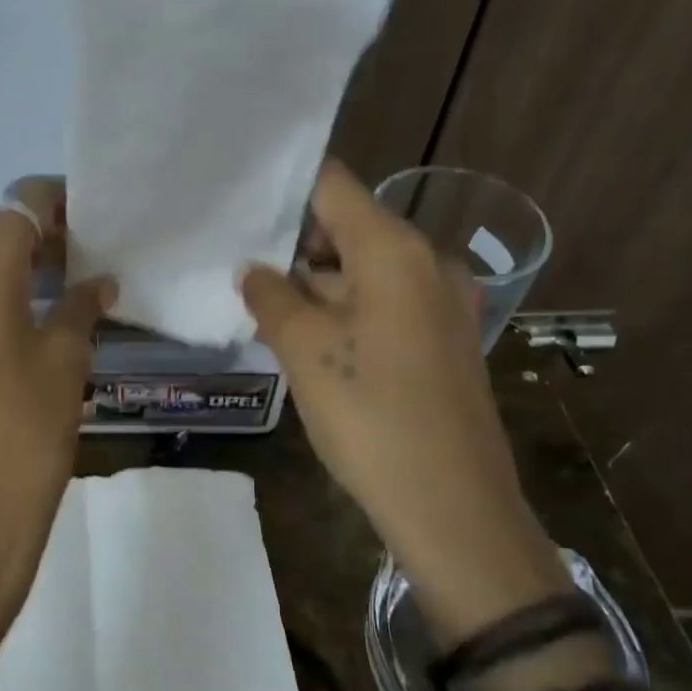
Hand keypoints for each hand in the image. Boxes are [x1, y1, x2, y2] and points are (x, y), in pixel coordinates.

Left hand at [0, 182, 112, 638]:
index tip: (96, 217)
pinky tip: (38, 326)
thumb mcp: (65, 363)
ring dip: (22, 274)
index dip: (58, 203)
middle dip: (44, 241)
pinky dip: (0, 304)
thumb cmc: (25, 434)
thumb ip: (80, 308)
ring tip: (74, 294)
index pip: (18, 207)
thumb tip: (97, 282)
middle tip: (95, 260)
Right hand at [239, 162, 567, 640]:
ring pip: (366, 274)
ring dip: (317, 288)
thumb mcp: (304, 350)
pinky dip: (347, 314)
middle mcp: (428, 263)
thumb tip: (254, 270)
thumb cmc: (370, 415)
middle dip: (294, 249)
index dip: (286, 188)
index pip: (333, 186)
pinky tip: (310, 345)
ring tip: (264, 312)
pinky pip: (387, 307)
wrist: (451, 504)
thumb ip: (271, 297)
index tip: (241, 201)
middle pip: (349, 230)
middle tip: (240, 269)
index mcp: (394, 250)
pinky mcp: (445, 343)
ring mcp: (443, 304)